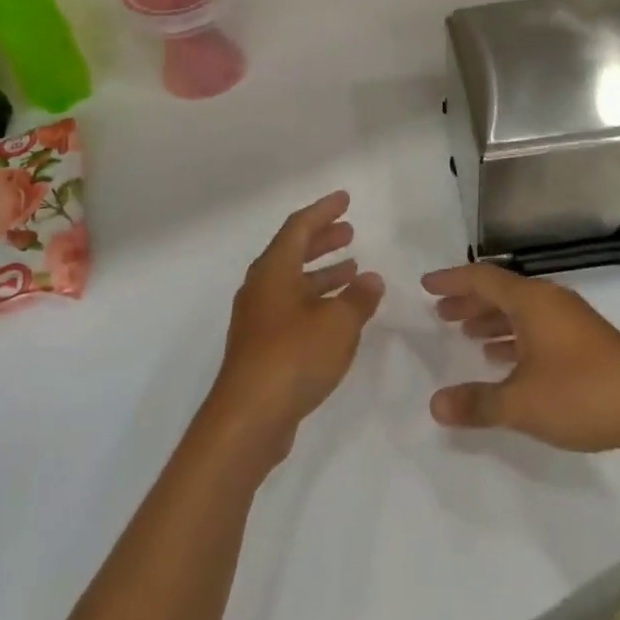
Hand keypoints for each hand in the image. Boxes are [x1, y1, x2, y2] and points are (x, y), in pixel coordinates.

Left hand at [207, 191, 384, 459]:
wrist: (248, 419)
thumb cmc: (293, 356)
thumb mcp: (338, 323)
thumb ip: (358, 298)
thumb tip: (371, 279)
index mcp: (274, 270)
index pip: (299, 227)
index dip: (323, 211)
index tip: (345, 200)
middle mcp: (261, 288)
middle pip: (293, 251)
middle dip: (322, 240)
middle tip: (349, 232)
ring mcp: (258, 319)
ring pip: (293, 283)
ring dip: (322, 273)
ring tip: (353, 270)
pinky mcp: (261, 348)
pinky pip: (292, 309)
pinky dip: (316, 301)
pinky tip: (338, 315)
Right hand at [423, 264, 619, 455]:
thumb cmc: (582, 394)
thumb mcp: (522, 403)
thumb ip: (477, 403)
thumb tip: (435, 404)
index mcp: (532, 301)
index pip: (482, 278)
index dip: (452, 281)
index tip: (426, 286)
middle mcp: (550, 301)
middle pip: (501, 292)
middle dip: (469, 301)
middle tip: (441, 313)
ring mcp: (572, 321)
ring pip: (521, 311)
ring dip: (492, 319)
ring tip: (467, 335)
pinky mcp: (586, 343)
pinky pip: (538, 328)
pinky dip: (515, 337)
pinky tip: (504, 359)